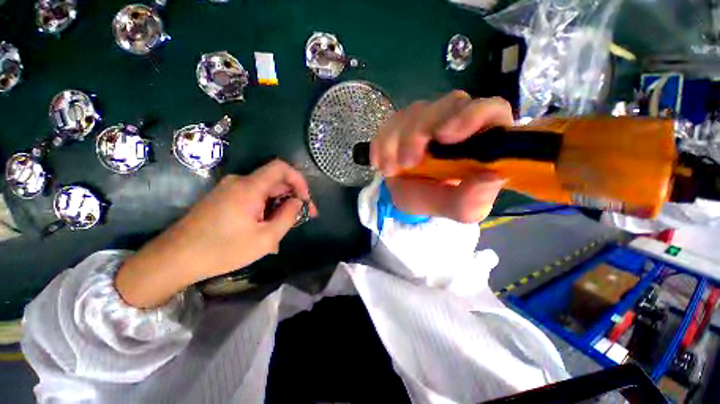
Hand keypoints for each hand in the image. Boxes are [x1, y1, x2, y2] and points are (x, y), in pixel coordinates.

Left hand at [116, 160, 316, 307]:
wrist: (174, 259)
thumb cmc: (223, 249)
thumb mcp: (266, 238)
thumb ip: (288, 216)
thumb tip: (298, 202)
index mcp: (250, 187)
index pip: (281, 167)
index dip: (299, 179)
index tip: (305, 199)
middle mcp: (239, 182)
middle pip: (274, 181)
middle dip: (291, 197)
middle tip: (301, 219)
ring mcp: (229, 190)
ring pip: (264, 192)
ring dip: (278, 207)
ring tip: (282, 230)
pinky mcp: (222, 199)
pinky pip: (252, 199)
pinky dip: (265, 210)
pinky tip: (265, 229)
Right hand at [371, 91, 511, 222]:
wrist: (408, 197)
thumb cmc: (438, 200)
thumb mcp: (459, 209)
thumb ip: (474, 199)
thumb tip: (493, 177)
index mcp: (481, 140)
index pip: (490, 110)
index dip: (470, 115)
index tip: (444, 136)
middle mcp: (457, 122)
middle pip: (447, 105)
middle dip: (420, 133)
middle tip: (406, 163)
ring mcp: (429, 120)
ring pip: (416, 111)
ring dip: (396, 140)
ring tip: (389, 169)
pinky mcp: (405, 123)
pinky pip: (390, 122)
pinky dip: (381, 142)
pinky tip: (379, 162)